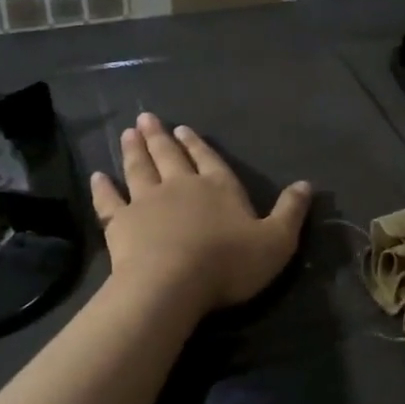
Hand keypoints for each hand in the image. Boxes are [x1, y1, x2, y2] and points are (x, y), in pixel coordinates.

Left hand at [90, 113, 310, 315]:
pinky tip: (98, 176)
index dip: (197, 144)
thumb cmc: (228, 263)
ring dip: (134, 150)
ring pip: (139, 169)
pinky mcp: (121, 223)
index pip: (209, 159)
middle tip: (146, 118)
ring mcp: (147, 202)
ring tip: (128, 133)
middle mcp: (181, 186)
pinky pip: (109, 200)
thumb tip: (307, 184)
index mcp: (218, 187)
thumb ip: (291, 212)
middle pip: (169, 156)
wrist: (171, 284)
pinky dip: (103, 188)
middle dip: (160, 138)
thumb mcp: (276, 241)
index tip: (182, 129)